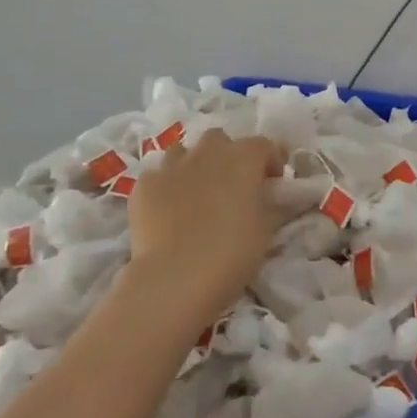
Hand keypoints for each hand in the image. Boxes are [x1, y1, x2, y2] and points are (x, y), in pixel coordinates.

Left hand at [126, 129, 284, 327]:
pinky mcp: (144, 186)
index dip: (270, 161)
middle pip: (220, 140)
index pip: (264, 145)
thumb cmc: (232, 252)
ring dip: (193, 165)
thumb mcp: (266, 229)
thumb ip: (270, 205)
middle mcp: (208, 152)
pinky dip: (164, 188)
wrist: (175, 278)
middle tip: (232, 186)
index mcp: (244, 157)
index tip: (272, 183)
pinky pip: (157, 177)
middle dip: (227, 156)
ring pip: (184, 152)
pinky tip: (166, 211)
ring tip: (196, 193)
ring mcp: (171, 166)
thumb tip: (271, 200)